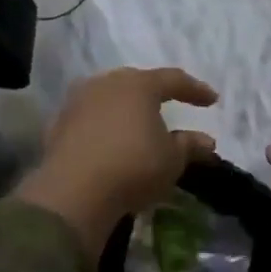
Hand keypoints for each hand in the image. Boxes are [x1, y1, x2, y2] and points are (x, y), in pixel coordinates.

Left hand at [17, 66, 217, 253]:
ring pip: (109, 98)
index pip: (174, 79)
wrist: (74, 192)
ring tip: (139, 123)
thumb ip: (190, 145)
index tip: (212, 100)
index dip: (195, 90)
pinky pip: (91, 118)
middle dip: (155, 93)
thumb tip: (207, 141)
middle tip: (171, 103)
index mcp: (138, 85)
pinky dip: (105, 126)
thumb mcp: (172, 159)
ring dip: (127, 108)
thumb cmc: (134, 167)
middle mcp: (106, 84)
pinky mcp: (58, 125)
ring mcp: (78, 102)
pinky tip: (112, 141)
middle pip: (136, 83)